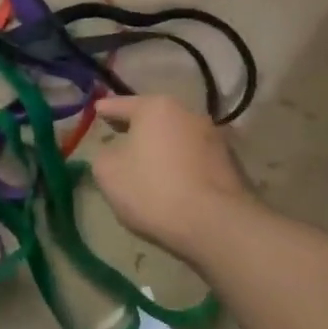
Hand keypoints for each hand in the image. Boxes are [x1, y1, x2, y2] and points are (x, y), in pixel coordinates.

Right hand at [89, 96, 252, 260]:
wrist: (215, 224)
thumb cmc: (153, 190)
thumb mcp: (108, 172)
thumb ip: (104, 154)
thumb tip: (116, 151)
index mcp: (156, 107)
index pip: (123, 104)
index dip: (106, 109)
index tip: (96, 109)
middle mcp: (188, 113)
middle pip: (154, 118)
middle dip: (137, 127)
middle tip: (120, 135)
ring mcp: (214, 137)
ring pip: (177, 137)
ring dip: (162, 146)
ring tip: (148, 163)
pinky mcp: (231, 163)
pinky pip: (194, 158)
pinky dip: (181, 164)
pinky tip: (173, 182)